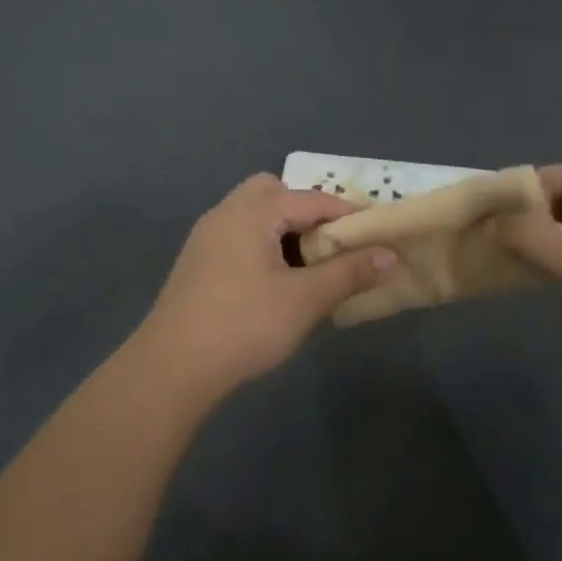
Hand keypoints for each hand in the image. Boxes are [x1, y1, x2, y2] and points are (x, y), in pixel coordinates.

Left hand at [136, 175, 397, 387]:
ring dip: (283, 229)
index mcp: (253, 211)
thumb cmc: (244, 325)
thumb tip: (390, 255)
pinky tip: (274, 281)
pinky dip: (262, 244)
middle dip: (306, 212)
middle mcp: (226, 212)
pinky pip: (238, 236)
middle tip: (331, 244)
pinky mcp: (196, 262)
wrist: (172, 367)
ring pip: (252, 215)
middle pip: (273, 193)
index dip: (347, 214)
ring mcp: (206, 236)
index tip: (376, 231)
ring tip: (308, 264)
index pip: (311, 199)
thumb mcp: (305, 300)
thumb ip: (349, 273)